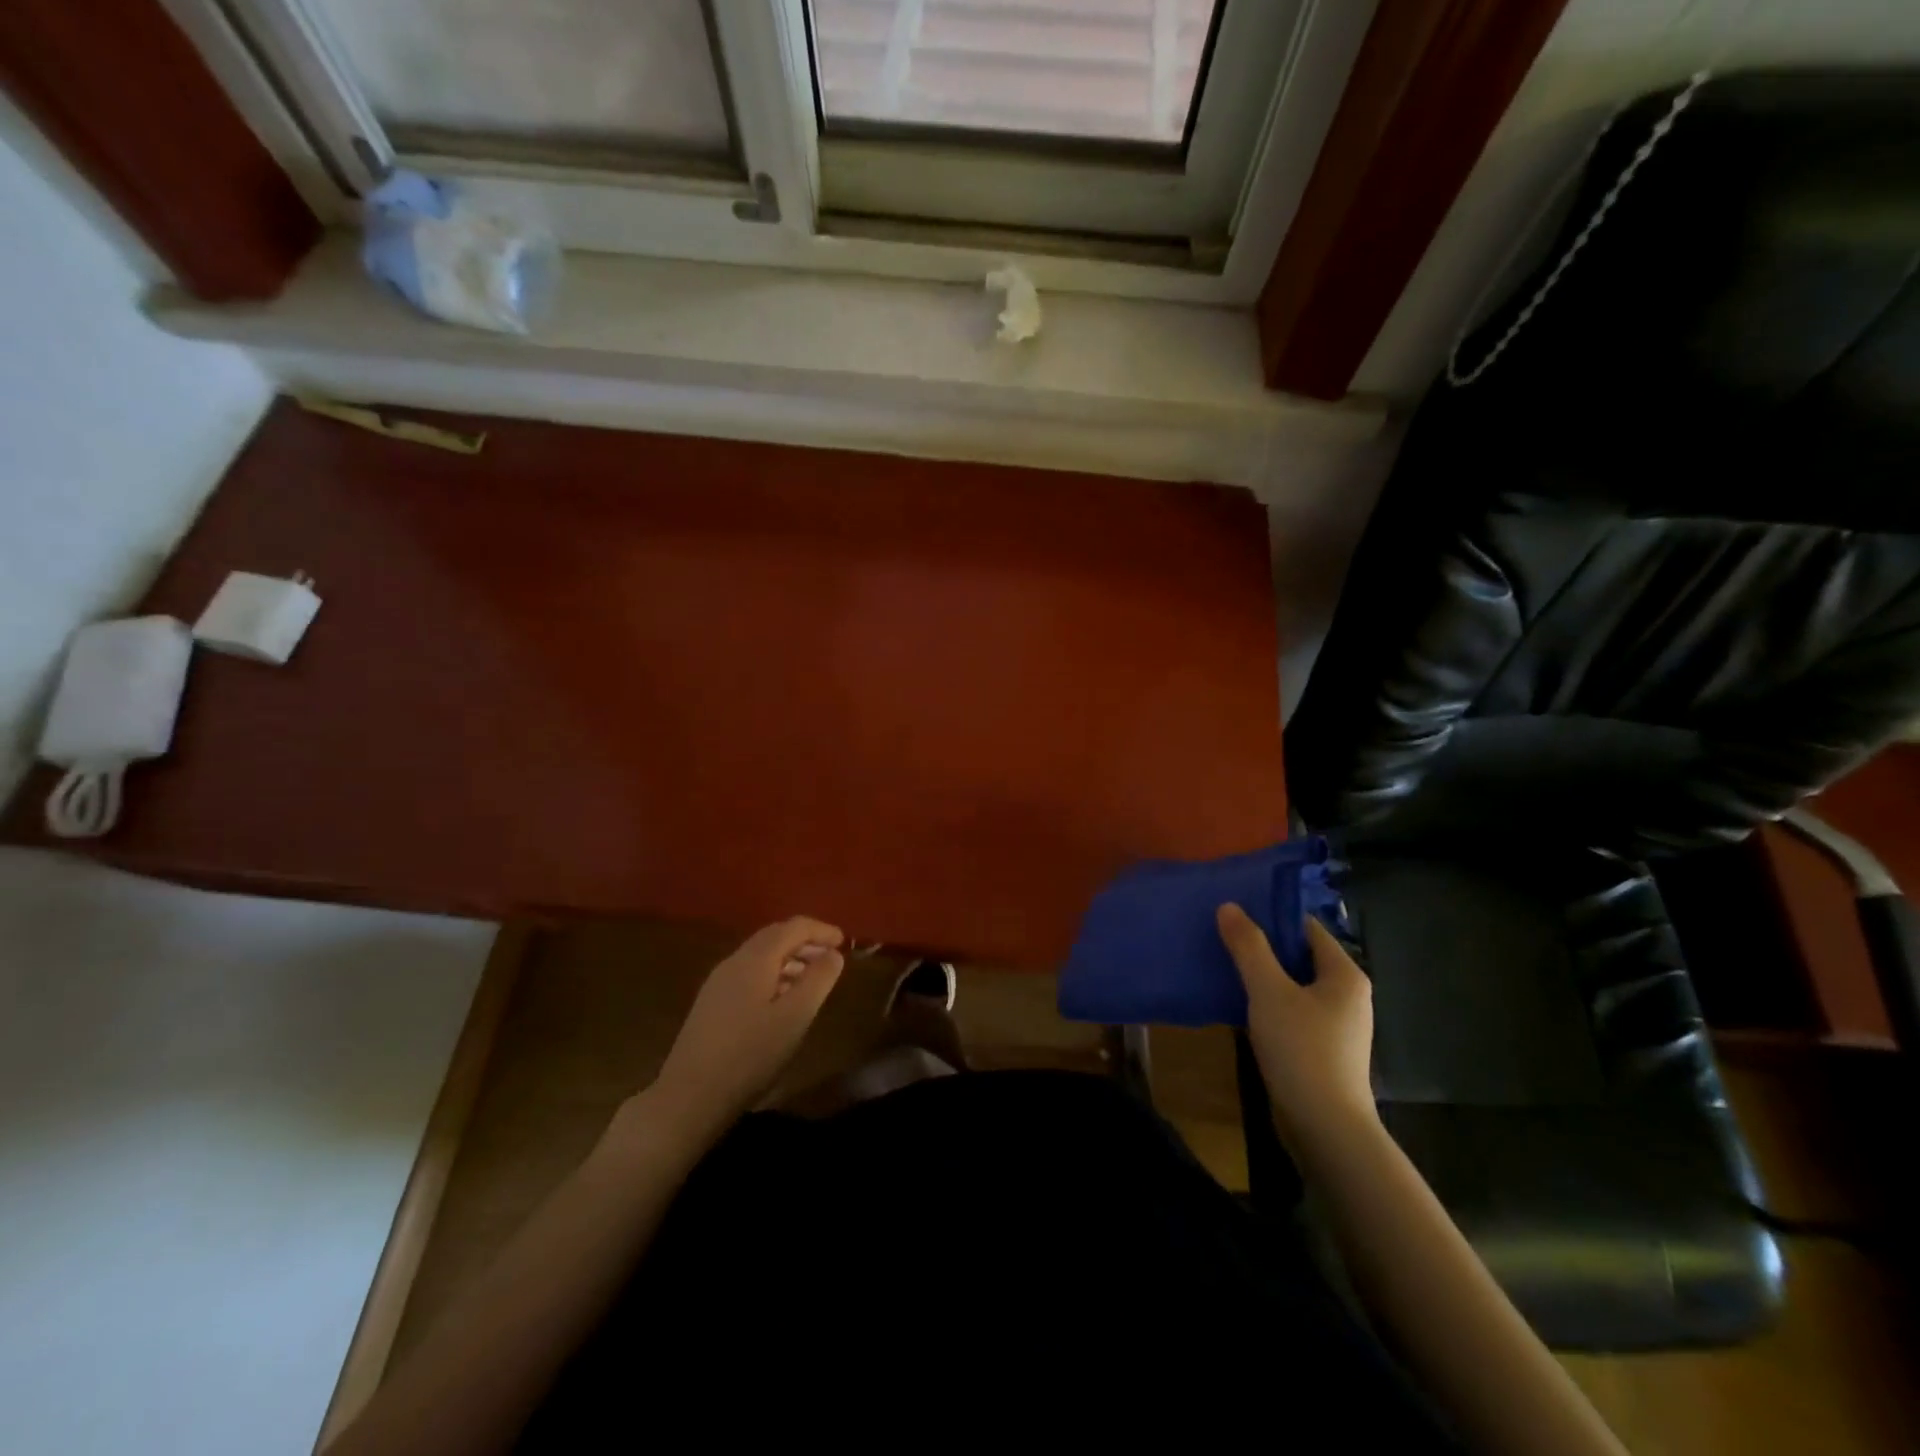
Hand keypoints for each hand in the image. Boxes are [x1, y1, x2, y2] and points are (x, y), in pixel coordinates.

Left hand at [648, 917, 845, 1139]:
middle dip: (806, 941)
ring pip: (761, 956)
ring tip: (812, 979)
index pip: (793, 927)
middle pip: (775, 936)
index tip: (844, 942)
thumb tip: (834, 954)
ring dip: (790, 958)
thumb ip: (818, 980)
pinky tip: (782, 1000)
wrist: (690, 1097)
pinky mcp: (712, 1003)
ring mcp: (719, 982)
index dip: (821, 930)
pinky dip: (774, 974)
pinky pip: (750, 973)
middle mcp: (734, 961)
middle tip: (831, 958)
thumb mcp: (795, 1017)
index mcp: (755, 959)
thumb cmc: (750, 1054)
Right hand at [1217, 905, 1375, 1143]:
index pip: (1307, 928)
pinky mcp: (1323, 1050)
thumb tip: (1230, 906)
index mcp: (1344, 974)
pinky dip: (1268, 1004)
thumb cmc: (1302, 1049)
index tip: (1234, 912)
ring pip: (1294, 986)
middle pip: (1300, 956)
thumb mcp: (1269, 991)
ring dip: (1263, 977)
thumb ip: (1249, 947)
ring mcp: (1337, 1025)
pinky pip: (1292, 1012)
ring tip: (1224, 967)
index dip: (1272, 916)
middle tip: (1222, 936)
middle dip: (1262, 947)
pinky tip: (1240, 1007)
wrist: (1326, 1128)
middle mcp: (1348, 995)